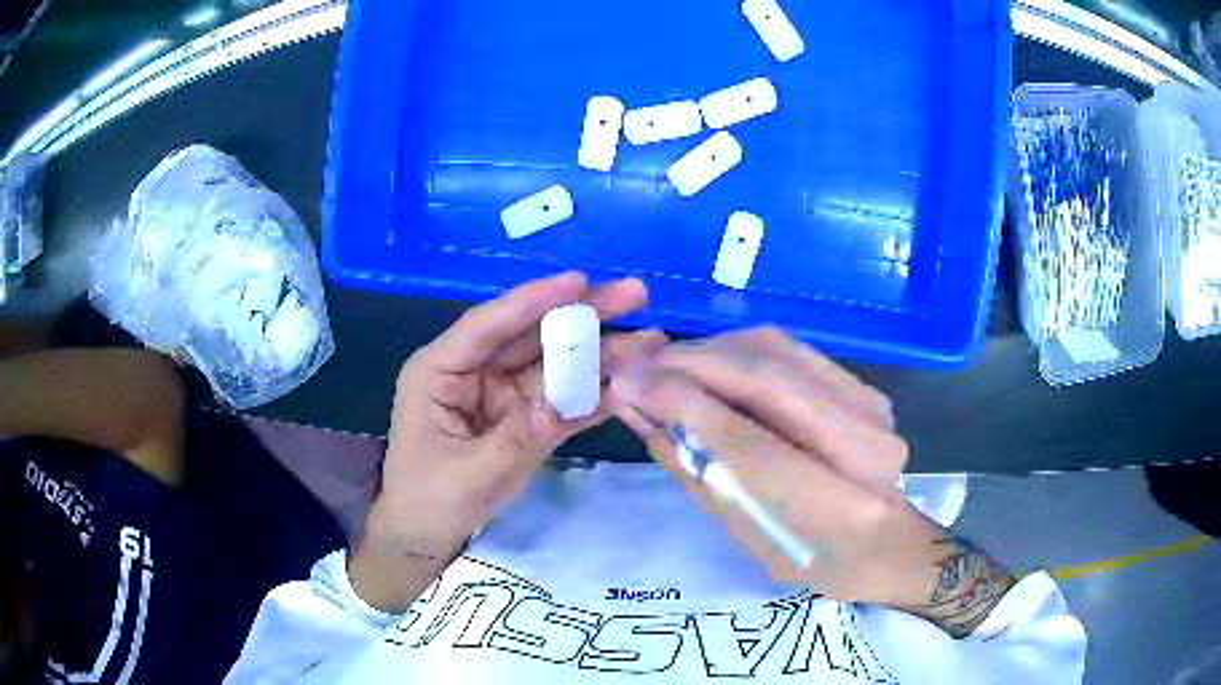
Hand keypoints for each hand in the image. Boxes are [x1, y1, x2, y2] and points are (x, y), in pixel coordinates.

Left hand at [351, 272, 662, 609]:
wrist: (424, 534)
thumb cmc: (430, 500)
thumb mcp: (471, 474)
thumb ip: (520, 437)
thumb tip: (568, 401)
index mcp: (440, 371)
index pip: (488, 326)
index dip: (534, 300)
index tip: (580, 281)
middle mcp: (472, 371)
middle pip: (529, 334)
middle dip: (581, 315)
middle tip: (633, 294)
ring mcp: (500, 394)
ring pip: (553, 364)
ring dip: (598, 352)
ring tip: (649, 340)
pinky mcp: (521, 416)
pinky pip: (560, 399)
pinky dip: (592, 393)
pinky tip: (629, 382)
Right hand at [610, 328, 1013, 635]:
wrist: (883, 544)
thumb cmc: (808, 559)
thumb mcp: (745, 534)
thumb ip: (695, 469)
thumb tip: (641, 411)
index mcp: (835, 508)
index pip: (746, 442)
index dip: (680, 407)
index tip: (626, 386)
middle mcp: (864, 445)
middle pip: (764, 378)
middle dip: (688, 365)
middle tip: (636, 366)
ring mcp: (869, 407)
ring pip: (775, 350)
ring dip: (709, 350)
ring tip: (664, 363)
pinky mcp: (863, 387)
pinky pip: (790, 349)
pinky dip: (737, 348)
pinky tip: (707, 360)